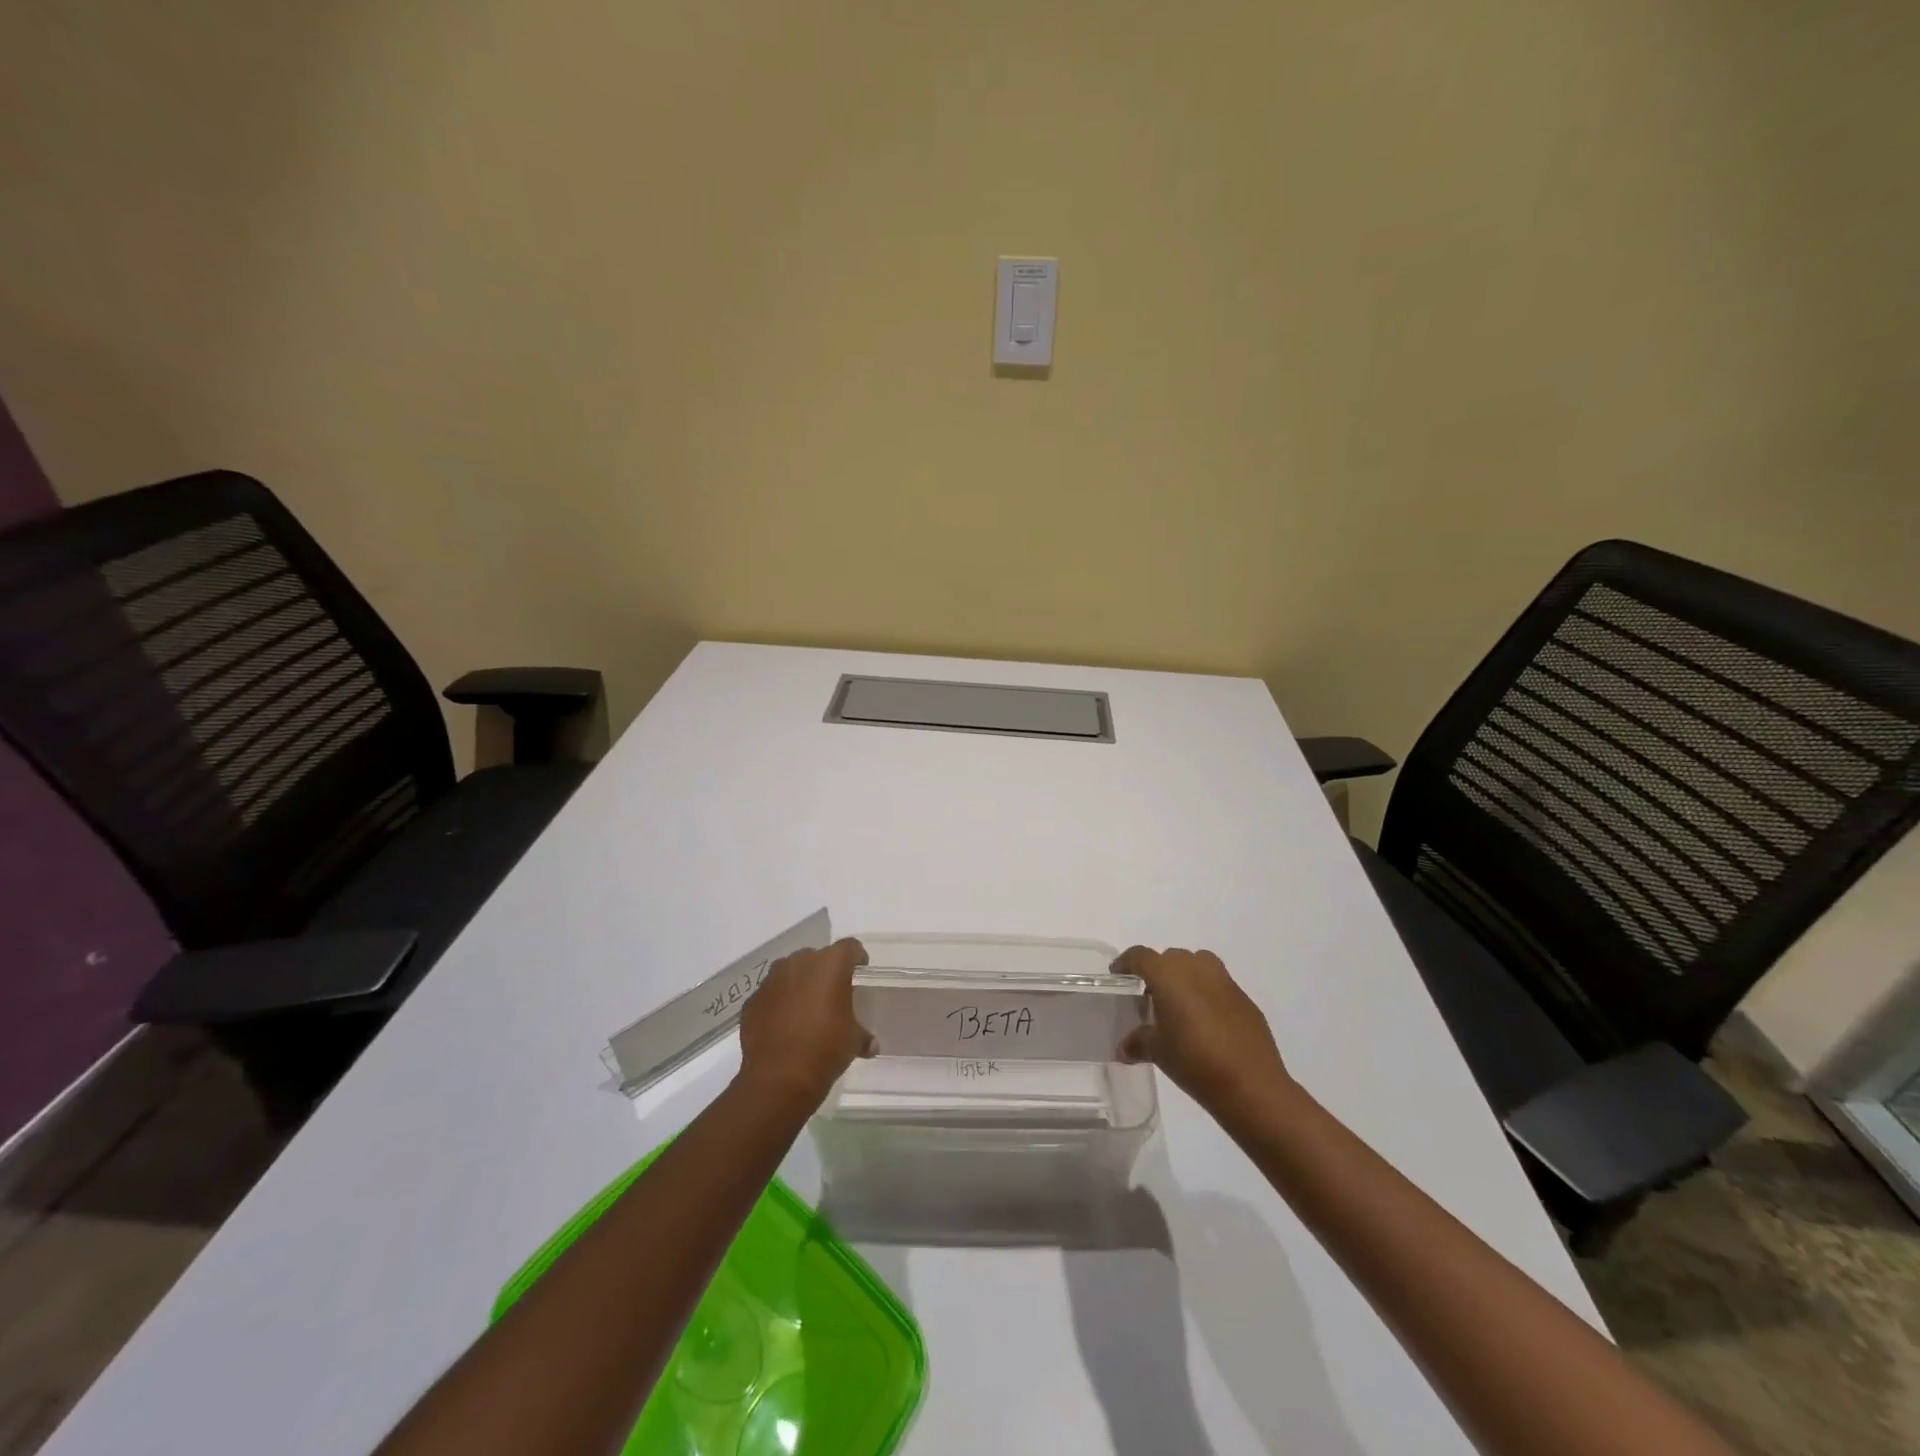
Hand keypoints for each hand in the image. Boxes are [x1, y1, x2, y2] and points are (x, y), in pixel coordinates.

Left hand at [737, 938, 874, 1102]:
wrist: (779, 1078)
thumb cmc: (825, 1049)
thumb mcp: (853, 1042)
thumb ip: (863, 1036)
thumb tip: (871, 1045)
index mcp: (830, 965)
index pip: (850, 947)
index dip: (857, 957)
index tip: (860, 971)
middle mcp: (800, 963)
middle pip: (817, 957)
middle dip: (825, 971)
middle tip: (832, 994)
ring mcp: (772, 980)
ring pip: (790, 972)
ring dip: (799, 984)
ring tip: (805, 1008)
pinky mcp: (753, 1000)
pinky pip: (771, 994)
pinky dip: (778, 1003)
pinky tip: (783, 1025)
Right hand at [1113, 946, 1290, 1113]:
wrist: (1251, 1085)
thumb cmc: (1194, 1060)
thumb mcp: (1158, 1052)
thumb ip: (1137, 1042)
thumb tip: (1124, 1048)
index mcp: (1168, 974)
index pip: (1139, 956)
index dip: (1125, 963)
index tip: (1118, 976)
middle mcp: (1195, 967)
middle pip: (1169, 958)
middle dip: (1157, 972)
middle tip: (1149, 997)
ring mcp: (1224, 981)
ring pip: (1197, 965)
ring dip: (1185, 977)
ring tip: (1179, 1005)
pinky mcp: (1244, 998)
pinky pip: (1218, 985)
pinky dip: (1207, 994)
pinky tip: (1206, 1023)